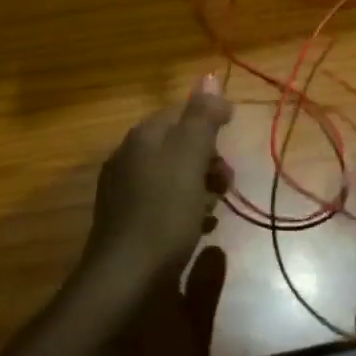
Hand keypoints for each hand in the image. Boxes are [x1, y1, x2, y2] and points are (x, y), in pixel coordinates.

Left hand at [76, 84, 233, 305]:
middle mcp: (128, 156)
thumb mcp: (190, 157)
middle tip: (226, 184)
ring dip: (199, 186)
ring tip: (214, 210)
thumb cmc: (163, 213)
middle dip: (208, 160)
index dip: (211, 123)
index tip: (233, 144)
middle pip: (179, 144)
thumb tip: (211, 75)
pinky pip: (162, 201)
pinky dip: (183, 209)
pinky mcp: (125, 221)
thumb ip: (202, 116)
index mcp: (143, 136)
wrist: (124, 280)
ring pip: (173, 174)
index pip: (182, 112)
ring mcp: (123, 190)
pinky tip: (195, 228)